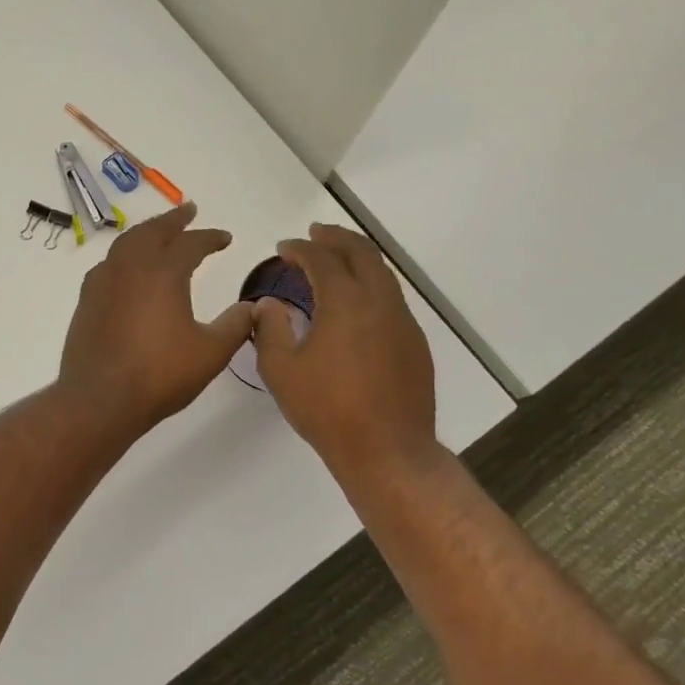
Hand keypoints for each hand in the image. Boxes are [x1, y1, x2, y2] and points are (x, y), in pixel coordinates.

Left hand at [57, 203, 254, 436]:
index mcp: (163, 273)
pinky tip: (126, 268)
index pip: (191, 244)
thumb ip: (235, 325)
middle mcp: (130, 268)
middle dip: (173, 220)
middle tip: (188, 211)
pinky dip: (123, 255)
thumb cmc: (160, 374)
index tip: (225, 238)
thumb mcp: (210, 352)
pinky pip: (108, 264)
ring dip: (145, 232)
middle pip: (152, 231)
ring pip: (125, 243)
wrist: (100, 399)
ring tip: (158, 232)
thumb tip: (252, 307)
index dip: (210, 237)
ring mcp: (103, 282)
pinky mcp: (87, 301)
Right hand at [253, 224, 442, 485]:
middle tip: (315, 233)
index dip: (300, 248)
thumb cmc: (327, 410)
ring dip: (357, 258)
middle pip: (362, 253)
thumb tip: (270, 304)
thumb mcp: (281, 370)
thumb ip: (270, 329)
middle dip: (336, 237)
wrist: (388, 451)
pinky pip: (392, 298)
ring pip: (383, 274)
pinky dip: (370, 284)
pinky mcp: (415, 343)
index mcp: (346, 303)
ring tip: (335, 260)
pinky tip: (355, 303)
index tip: (283, 247)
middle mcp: (380, 302)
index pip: (322, 259)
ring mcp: (403, 322)